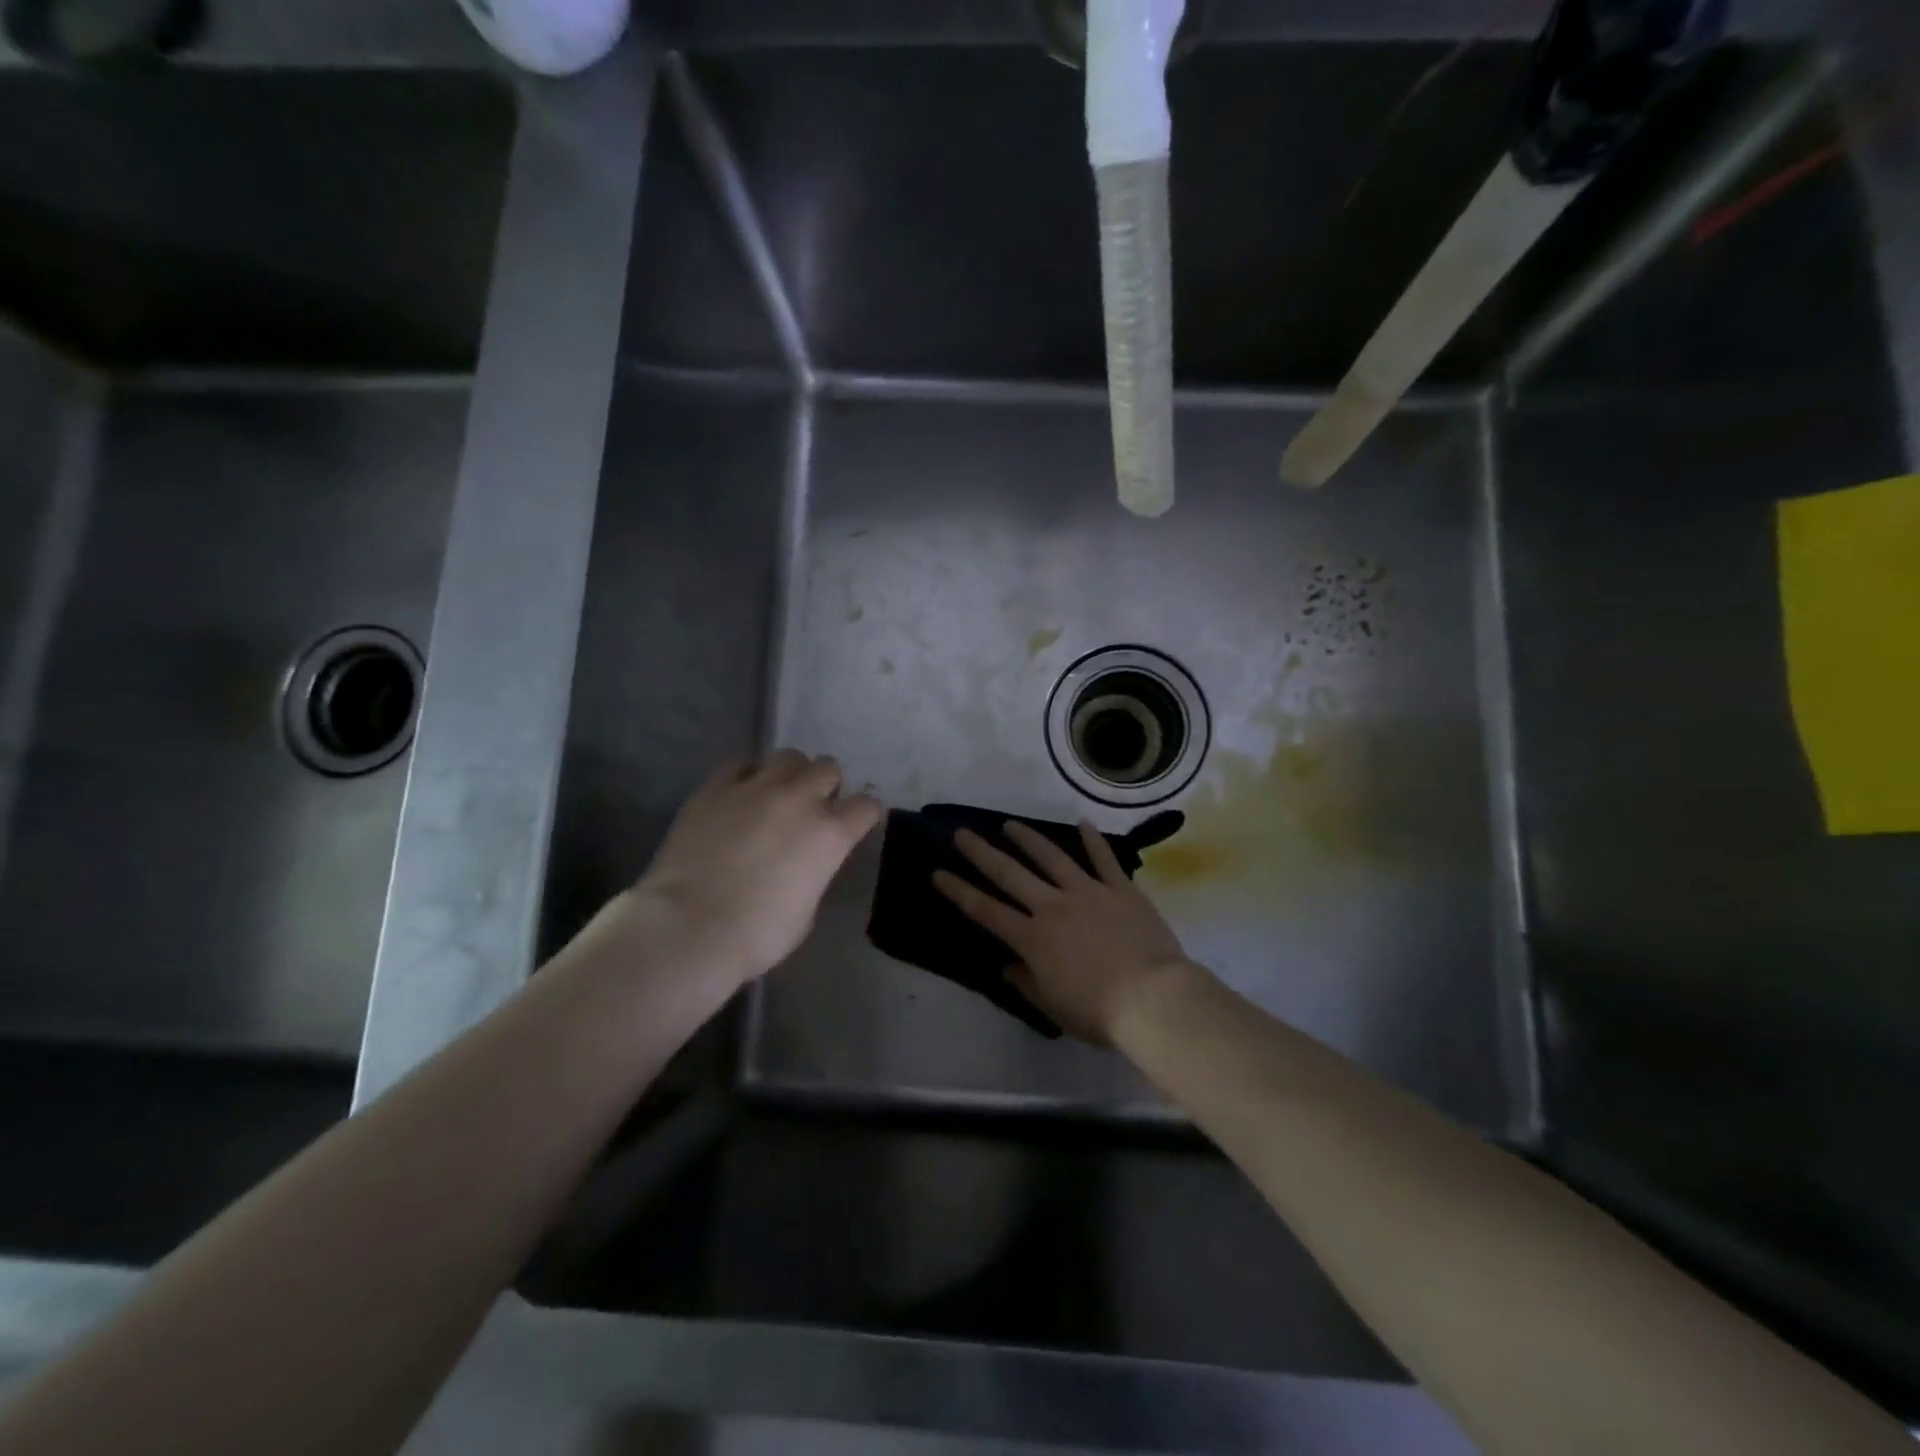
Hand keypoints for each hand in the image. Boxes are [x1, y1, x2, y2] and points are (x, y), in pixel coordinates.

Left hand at [631, 750, 882, 986]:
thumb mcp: (807, 910)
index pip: (866, 806)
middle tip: (812, 808)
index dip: (863, 815)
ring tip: (778, 793)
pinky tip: (740, 793)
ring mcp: (756, 787)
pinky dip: (747, 774)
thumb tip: (803, 864)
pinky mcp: (715, 787)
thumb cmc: (757, 935)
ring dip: (791, 773)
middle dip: (826, 786)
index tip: (855, 825)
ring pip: (788, 756)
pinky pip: (740, 763)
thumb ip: (814, 874)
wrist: (690, 928)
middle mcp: (800, 799)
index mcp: (830, 834)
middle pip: (828, 768)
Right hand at [933, 820, 1193, 1044]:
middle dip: (982, 852)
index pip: (986, 911)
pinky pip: (1104, 859)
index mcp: (1032, 938)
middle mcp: (1053, 907)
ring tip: (1010, 824)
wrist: (1153, 998)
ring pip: (1052, 857)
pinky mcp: (1120, 889)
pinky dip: (1093, 840)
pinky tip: (1083, 822)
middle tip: (962, 833)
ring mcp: (1088, 892)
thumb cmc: (1098, 1012)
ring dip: (1028, 839)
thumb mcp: (1053, 1007)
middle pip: (1010, 874)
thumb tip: (1008, 966)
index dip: (959, 891)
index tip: (938, 872)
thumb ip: (1026, 983)